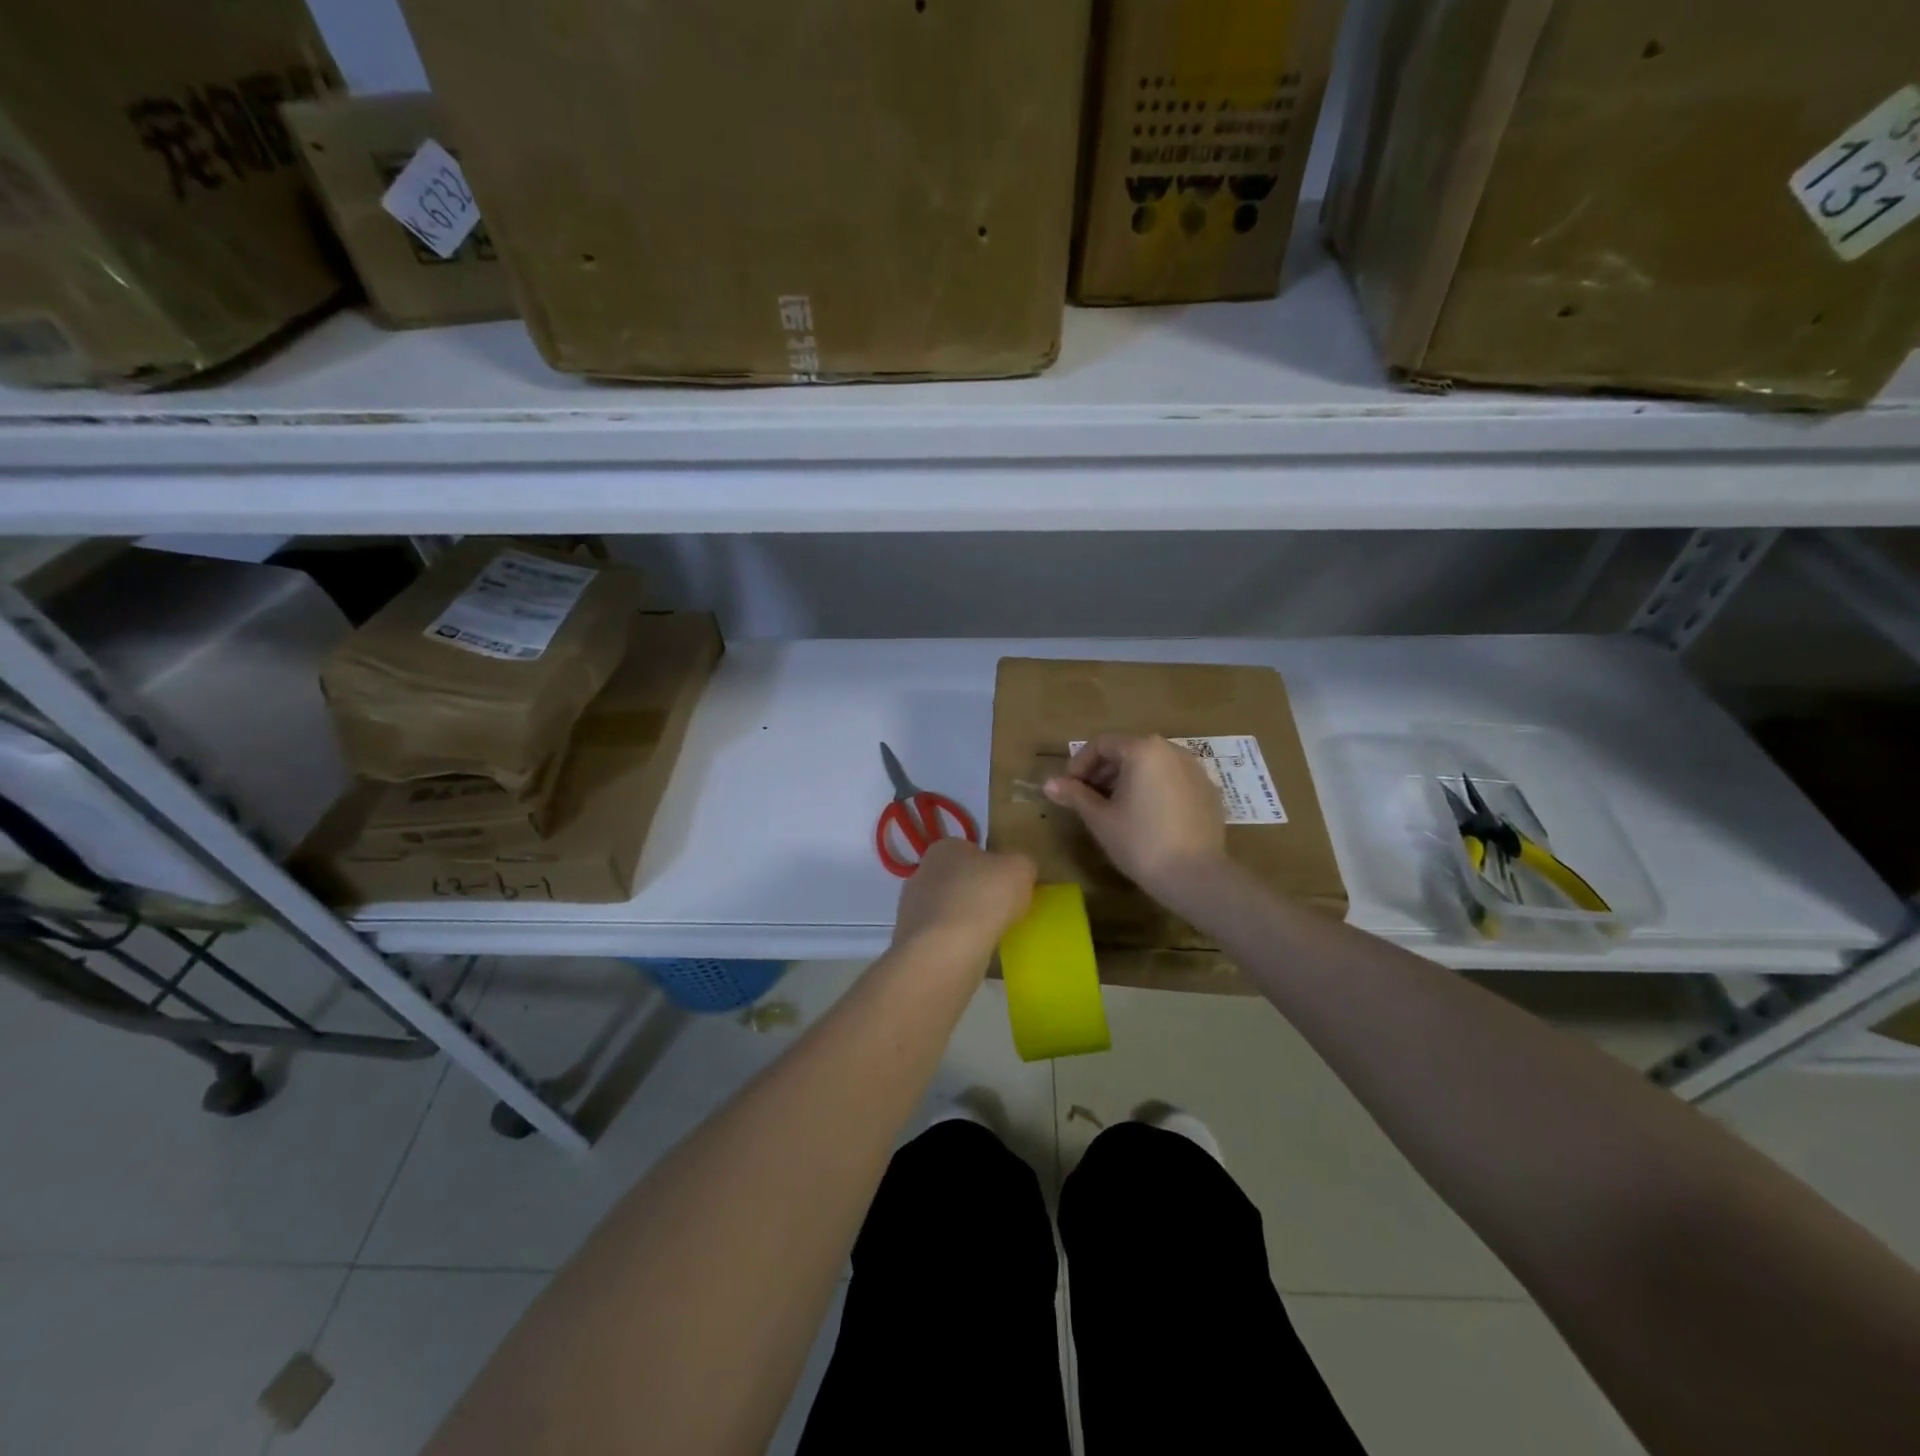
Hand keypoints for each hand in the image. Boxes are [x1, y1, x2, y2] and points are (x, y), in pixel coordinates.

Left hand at [892, 838, 1036, 956]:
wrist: (945, 951)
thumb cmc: (984, 898)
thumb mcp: (1021, 868)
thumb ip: (1021, 864)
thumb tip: (1016, 872)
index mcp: (944, 847)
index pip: (972, 851)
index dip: (993, 868)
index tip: (1008, 887)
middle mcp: (922, 872)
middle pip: (958, 881)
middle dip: (976, 895)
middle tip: (1000, 912)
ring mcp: (910, 907)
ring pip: (947, 911)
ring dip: (964, 921)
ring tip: (988, 937)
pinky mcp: (910, 939)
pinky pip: (940, 937)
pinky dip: (954, 944)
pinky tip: (970, 954)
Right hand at [1044, 734, 1225, 897]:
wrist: (1195, 876)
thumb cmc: (1140, 842)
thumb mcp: (1100, 818)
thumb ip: (1075, 795)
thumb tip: (1049, 783)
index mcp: (1143, 750)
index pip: (1102, 745)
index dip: (1079, 765)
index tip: (1068, 788)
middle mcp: (1172, 750)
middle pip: (1128, 751)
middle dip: (1104, 772)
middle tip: (1087, 799)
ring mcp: (1196, 769)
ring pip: (1152, 765)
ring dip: (1128, 779)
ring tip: (1115, 808)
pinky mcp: (1209, 791)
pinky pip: (1173, 780)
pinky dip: (1154, 789)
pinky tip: (1147, 817)